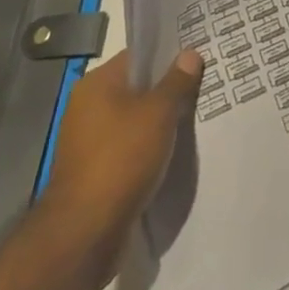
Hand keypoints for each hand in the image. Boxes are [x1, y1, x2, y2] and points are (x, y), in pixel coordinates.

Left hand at [33, 47, 202, 289]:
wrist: (84, 235)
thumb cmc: (121, 159)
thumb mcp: (158, 113)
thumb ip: (177, 81)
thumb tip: (189, 54)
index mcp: (96, 85)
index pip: (138, 56)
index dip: (169, 53)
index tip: (198, 56)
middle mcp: (88, 108)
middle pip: (137, 88)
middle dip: (168, 89)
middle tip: (204, 85)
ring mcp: (89, 143)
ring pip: (135, 121)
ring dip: (160, 122)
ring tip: (195, 117)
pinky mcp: (95, 173)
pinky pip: (130, 148)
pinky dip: (150, 148)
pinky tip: (175, 151)